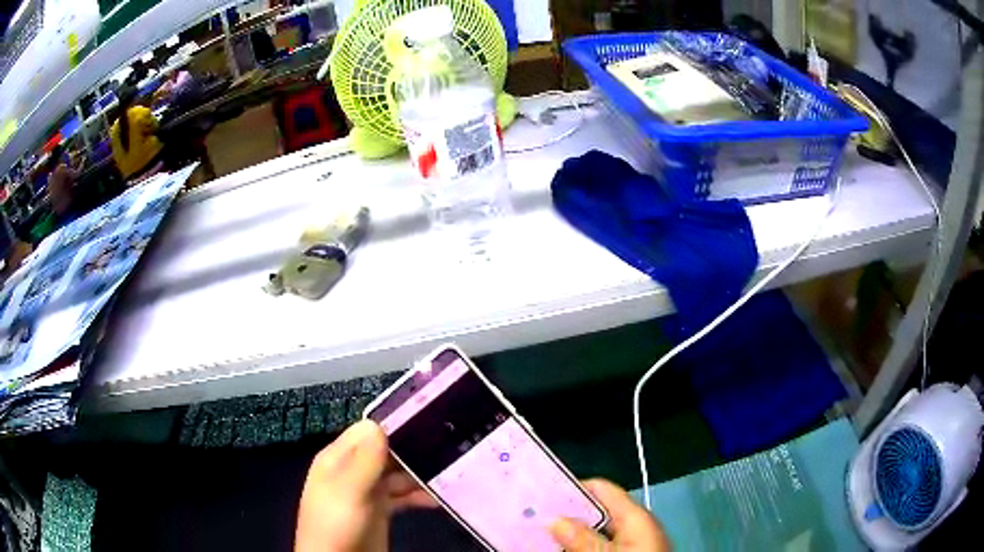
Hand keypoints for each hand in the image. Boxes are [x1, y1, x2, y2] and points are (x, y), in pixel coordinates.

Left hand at [295, 420, 436, 551]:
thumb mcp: (349, 491)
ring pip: (396, 474)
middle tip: (446, 446)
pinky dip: (418, 495)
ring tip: (448, 472)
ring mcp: (367, 492)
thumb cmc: (337, 524)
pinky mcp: (380, 511)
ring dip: (418, 473)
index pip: (367, 431)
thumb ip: (364, 460)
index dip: (394, 426)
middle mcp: (353, 471)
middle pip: (385, 451)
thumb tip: (379, 423)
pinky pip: (402, 496)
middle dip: (412, 449)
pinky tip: (437, 498)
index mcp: (338, 459)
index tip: (427, 421)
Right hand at [550, 479, 670, 550]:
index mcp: (635, 517)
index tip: (542, 496)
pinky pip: (603, 546)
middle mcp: (634, 526)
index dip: (572, 489)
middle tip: (534, 520)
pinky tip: (564, 551)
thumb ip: (584, 540)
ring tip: (541, 537)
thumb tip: (555, 520)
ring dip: (572, 535)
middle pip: (596, 512)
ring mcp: (633, 543)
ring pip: (596, 532)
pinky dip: (583, 547)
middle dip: (567, 516)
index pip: (601, 489)